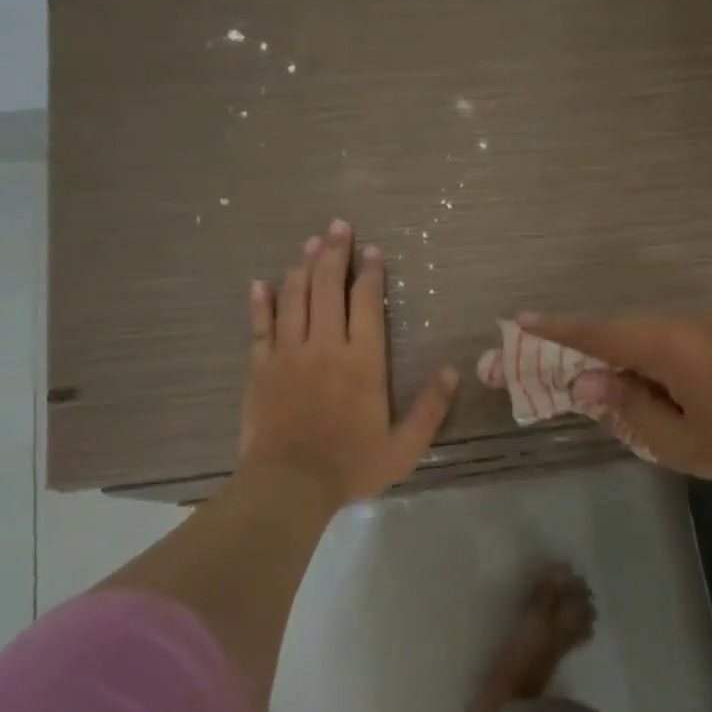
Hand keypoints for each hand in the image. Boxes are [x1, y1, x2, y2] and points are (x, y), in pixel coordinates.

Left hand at [240, 219, 458, 508]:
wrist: (289, 485)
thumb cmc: (351, 465)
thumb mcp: (405, 446)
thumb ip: (430, 408)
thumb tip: (451, 370)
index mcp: (363, 361)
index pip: (366, 303)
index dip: (370, 273)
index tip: (372, 250)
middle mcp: (325, 346)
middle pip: (327, 288)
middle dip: (333, 254)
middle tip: (337, 226)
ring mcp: (288, 353)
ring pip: (295, 298)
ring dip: (303, 267)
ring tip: (309, 243)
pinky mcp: (260, 367)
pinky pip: (260, 326)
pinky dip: (261, 302)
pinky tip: (261, 283)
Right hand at [522, 312, 711, 489]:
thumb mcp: (678, 441)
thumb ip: (628, 407)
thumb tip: (588, 383)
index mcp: (668, 345)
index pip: (599, 333)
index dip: (557, 329)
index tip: (519, 320)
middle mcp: (684, 321)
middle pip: (619, 328)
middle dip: (584, 345)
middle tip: (557, 365)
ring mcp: (709, 322)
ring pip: (646, 331)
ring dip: (619, 351)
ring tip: (604, 383)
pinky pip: (671, 335)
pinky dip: (648, 352)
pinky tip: (650, 380)